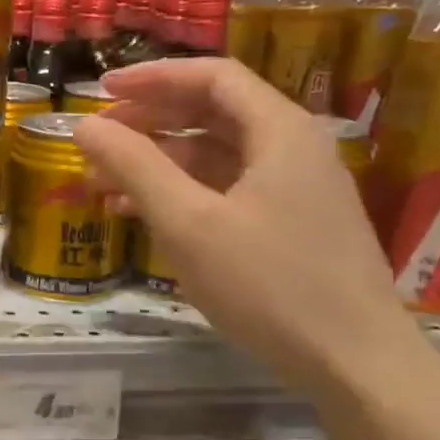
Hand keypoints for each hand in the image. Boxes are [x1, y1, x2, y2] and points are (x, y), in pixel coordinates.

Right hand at [75, 58, 418, 395]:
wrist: (354, 363)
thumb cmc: (269, 285)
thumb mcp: (188, 223)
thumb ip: (135, 166)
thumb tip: (85, 124)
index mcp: (280, 131)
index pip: (212, 77)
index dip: (152, 77)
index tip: (100, 90)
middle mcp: (292, 148)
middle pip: (212, 112)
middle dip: (149, 121)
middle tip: (98, 138)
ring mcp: (294, 188)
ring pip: (216, 154)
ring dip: (158, 161)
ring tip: (103, 182)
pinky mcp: (290, 224)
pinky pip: (226, 188)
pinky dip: (182, 191)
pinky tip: (141, 213)